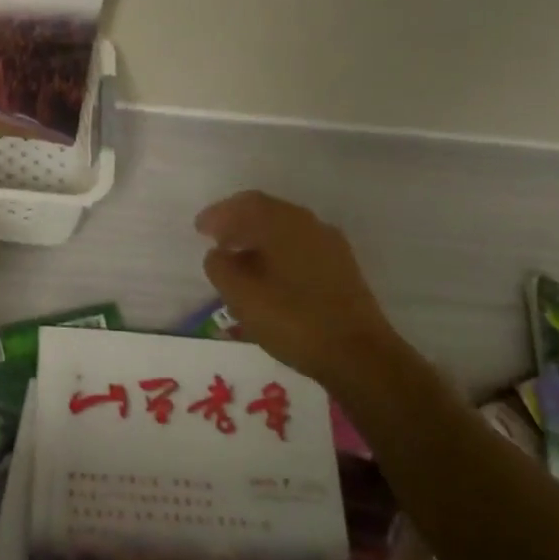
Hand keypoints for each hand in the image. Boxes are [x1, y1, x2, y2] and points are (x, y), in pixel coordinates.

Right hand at [195, 190, 405, 387]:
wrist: (359, 355)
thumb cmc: (293, 320)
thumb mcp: (242, 296)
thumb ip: (221, 268)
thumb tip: (218, 254)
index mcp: (283, 223)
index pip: (245, 204)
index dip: (219, 214)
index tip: (199, 229)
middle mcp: (309, 224)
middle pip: (267, 212)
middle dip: (238, 224)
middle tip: (217, 241)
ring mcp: (330, 245)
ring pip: (285, 230)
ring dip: (258, 239)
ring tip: (239, 262)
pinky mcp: (342, 268)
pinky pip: (300, 247)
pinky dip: (278, 253)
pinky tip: (269, 277)